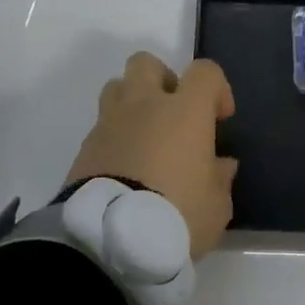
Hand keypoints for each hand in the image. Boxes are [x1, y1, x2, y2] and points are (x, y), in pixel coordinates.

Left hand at [66, 53, 238, 258]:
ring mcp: (108, 125)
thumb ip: (220, 178)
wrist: (110, 240)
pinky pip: (101, 128)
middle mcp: (144, 106)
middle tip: (175, 114)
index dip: (217, 89)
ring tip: (146, 138)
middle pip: (146, 64)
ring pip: (116, 88)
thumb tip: (220, 164)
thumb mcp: (216, 205)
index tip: (220, 119)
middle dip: (163, 81)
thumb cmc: (177, 214)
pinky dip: (114, 139)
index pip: (205, 72)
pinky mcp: (83, 149)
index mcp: (184, 111)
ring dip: (132, 104)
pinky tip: (125, 168)